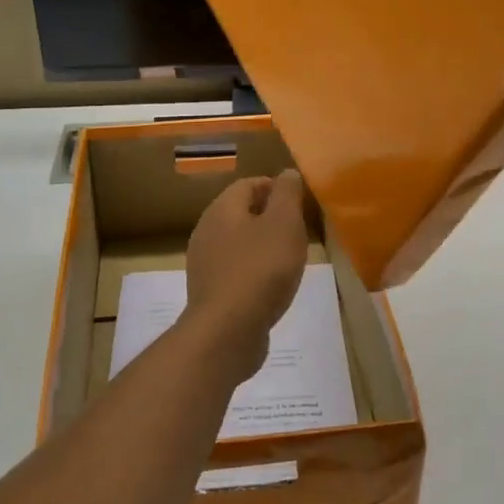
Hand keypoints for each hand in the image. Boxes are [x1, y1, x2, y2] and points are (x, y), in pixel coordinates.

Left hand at [183, 171, 311, 377]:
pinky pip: (235, 270)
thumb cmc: (261, 269)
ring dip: (261, 245)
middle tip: (298, 228)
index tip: (299, 201)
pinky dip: (253, 270)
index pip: (248, 184)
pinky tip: (271, 285)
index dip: (274, 187)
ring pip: (237, 242)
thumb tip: (287, 173)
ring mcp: (204, 263)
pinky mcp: (210, 292)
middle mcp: (206, 231)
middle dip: (269, 216)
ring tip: (288, 257)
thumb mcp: (284, 224)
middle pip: (240, 212)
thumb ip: (287, 195)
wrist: (228, 331)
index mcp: (222, 209)